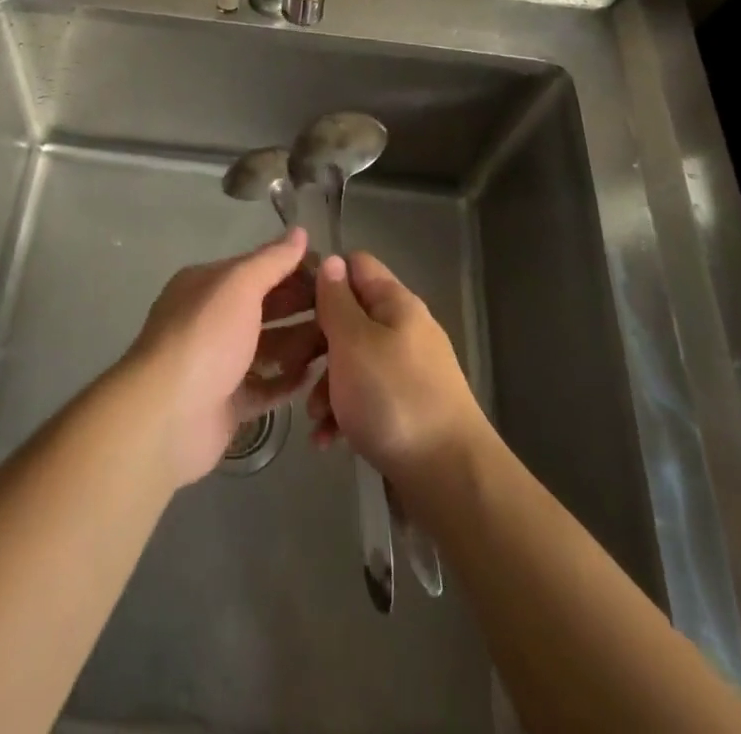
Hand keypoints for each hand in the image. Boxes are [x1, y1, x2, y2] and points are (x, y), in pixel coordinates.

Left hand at [127, 229, 323, 486]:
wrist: (166, 416)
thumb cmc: (205, 337)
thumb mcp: (239, 286)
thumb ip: (271, 260)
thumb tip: (299, 231)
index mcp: (208, 285)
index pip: (257, 269)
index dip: (293, 269)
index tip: (333, 274)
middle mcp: (211, 319)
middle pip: (264, 307)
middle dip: (301, 306)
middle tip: (343, 310)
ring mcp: (218, 363)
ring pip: (267, 347)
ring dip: (299, 344)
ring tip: (338, 342)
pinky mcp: (227, 403)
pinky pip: (264, 388)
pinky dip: (287, 382)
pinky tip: (315, 377)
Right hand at [308, 252, 484, 487]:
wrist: (451, 479)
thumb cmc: (393, 398)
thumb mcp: (353, 342)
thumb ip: (336, 301)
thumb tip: (331, 261)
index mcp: (395, 303)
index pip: (355, 265)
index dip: (322, 275)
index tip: (289, 301)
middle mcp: (403, 329)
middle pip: (349, 316)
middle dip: (316, 340)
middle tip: (290, 366)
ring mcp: (407, 371)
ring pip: (353, 360)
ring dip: (326, 384)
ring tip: (311, 415)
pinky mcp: (407, 409)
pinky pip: (366, 397)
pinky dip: (343, 413)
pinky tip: (327, 439)